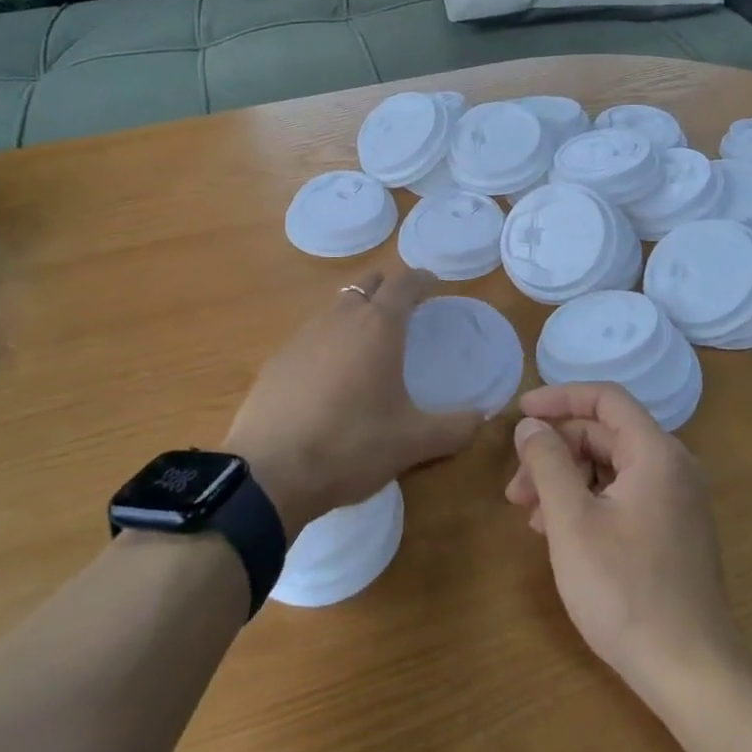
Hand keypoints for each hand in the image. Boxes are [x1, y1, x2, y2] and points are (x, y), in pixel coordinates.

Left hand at [228, 268, 484, 534]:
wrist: (270, 472)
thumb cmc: (351, 446)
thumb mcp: (412, 443)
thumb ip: (454, 427)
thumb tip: (481, 417)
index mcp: (378, 327)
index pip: (404, 284)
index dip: (421, 280)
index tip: (432, 283)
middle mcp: (340, 319)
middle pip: (366, 285)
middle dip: (387, 289)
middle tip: (403, 308)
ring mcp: (302, 336)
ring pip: (335, 308)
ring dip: (355, 313)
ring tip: (368, 342)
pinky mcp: (277, 359)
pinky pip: (311, 336)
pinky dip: (328, 341)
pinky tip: (330, 374)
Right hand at [507, 382, 746, 705]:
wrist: (692, 674)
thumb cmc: (625, 591)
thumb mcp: (572, 521)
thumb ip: (547, 462)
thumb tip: (530, 425)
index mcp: (656, 453)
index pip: (605, 398)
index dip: (558, 398)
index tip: (520, 412)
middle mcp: (673, 467)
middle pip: (604, 434)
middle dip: (555, 451)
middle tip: (515, 487)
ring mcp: (676, 502)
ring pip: (610, 468)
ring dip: (565, 480)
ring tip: (529, 516)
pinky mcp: (673, 531)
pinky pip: (623, 495)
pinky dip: (587, 502)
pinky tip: (558, 534)